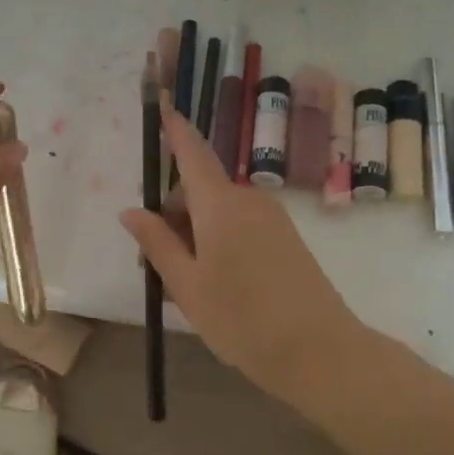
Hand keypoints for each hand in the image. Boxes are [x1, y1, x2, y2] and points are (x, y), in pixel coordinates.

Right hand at [120, 105, 366, 397]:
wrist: (322, 353)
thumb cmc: (242, 319)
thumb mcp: (187, 285)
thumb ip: (157, 244)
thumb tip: (131, 210)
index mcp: (220, 204)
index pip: (191, 151)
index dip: (173, 127)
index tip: (160, 100)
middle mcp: (247, 199)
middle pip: (197, 190)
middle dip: (171, 215)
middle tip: (154, 268)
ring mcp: (270, 218)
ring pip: (217, 211)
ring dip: (193, 234)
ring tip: (185, 287)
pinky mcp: (285, 238)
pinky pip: (238, 226)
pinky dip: (217, 242)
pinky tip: (214, 285)